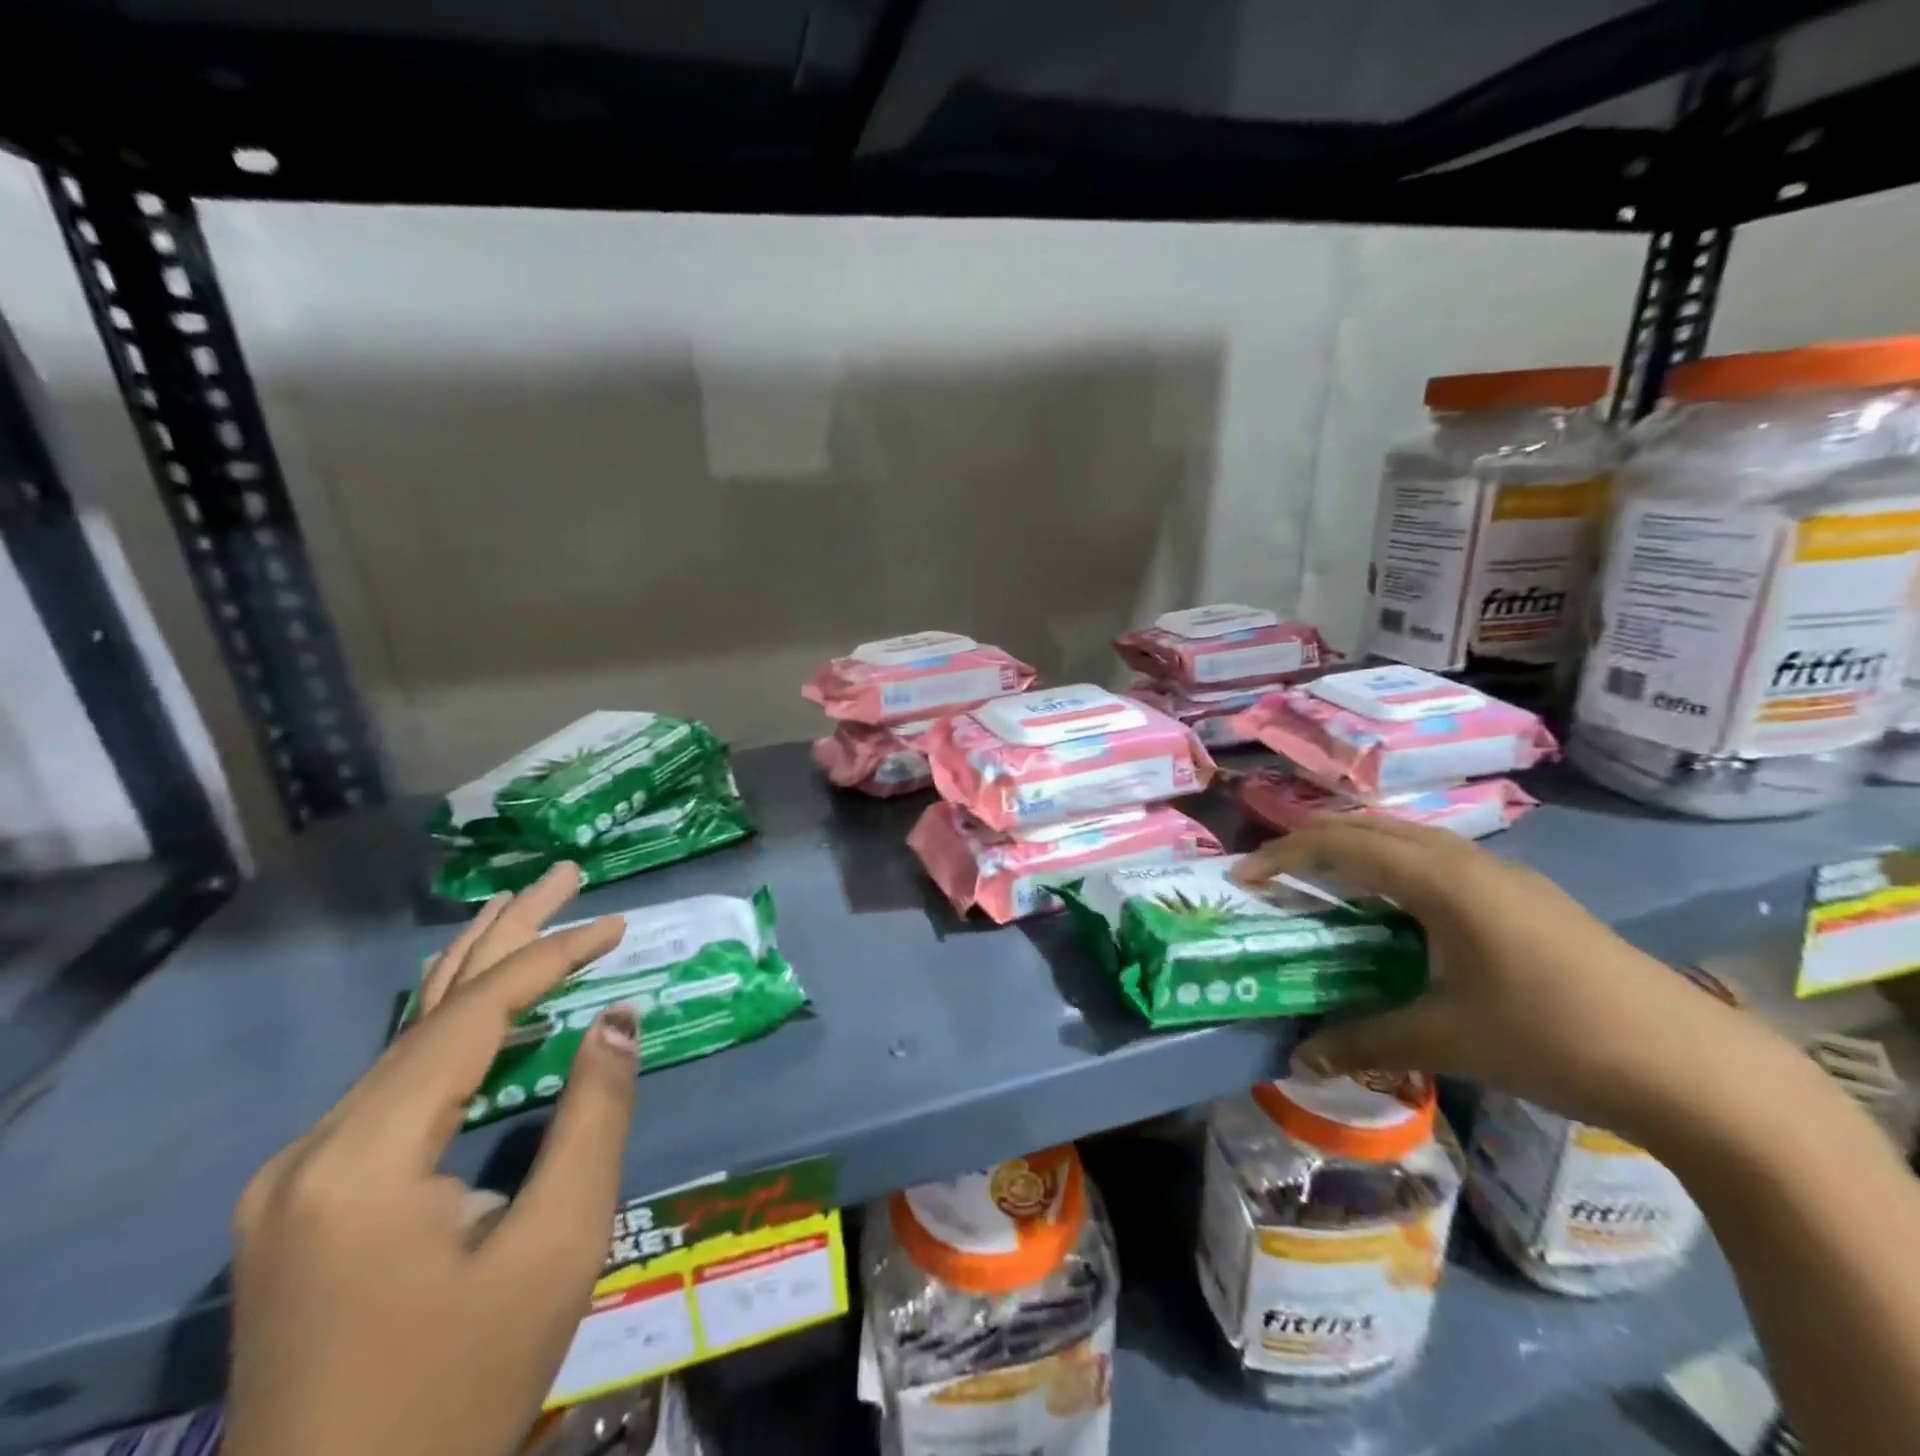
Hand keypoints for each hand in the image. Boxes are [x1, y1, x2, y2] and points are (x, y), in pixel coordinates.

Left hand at [224, 864, 637, 1455]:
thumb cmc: (461, 1386)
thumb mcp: (557, 1246)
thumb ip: (593, 1116)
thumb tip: (620, 1018)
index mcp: (363, 1158)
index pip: (471, 1016)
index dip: (550, 958)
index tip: (616, 922)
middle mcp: (313, 1149)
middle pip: (427, 1010)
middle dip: (505, 934)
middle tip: (562, 873)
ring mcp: (297, 1177)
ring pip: (403, 1043)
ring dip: (475, 973)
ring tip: (527, 911)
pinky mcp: (303, 1202)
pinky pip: (391, 1085)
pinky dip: (450, 1031)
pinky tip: (482, 1010)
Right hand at [1232, 817, 1764, 1136]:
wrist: (1700, 1071)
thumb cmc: (1558, 1040)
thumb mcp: (1449, 1040)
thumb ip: (1366, 1039)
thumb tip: (1301, 1058)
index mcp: (1444, 881)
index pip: (1342, 844)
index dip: (1284, 855)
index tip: (1242, 877)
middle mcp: (1470, 862)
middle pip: (1372, 826)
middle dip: (1313, 841)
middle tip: (1272, 873)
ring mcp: (1505, 876)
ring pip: (1410, 838)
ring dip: (1357, 849)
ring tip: (1323, 883)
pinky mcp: (1528, 898)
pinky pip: (1439, 860)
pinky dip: (1395, 867)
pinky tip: (1396, 909)